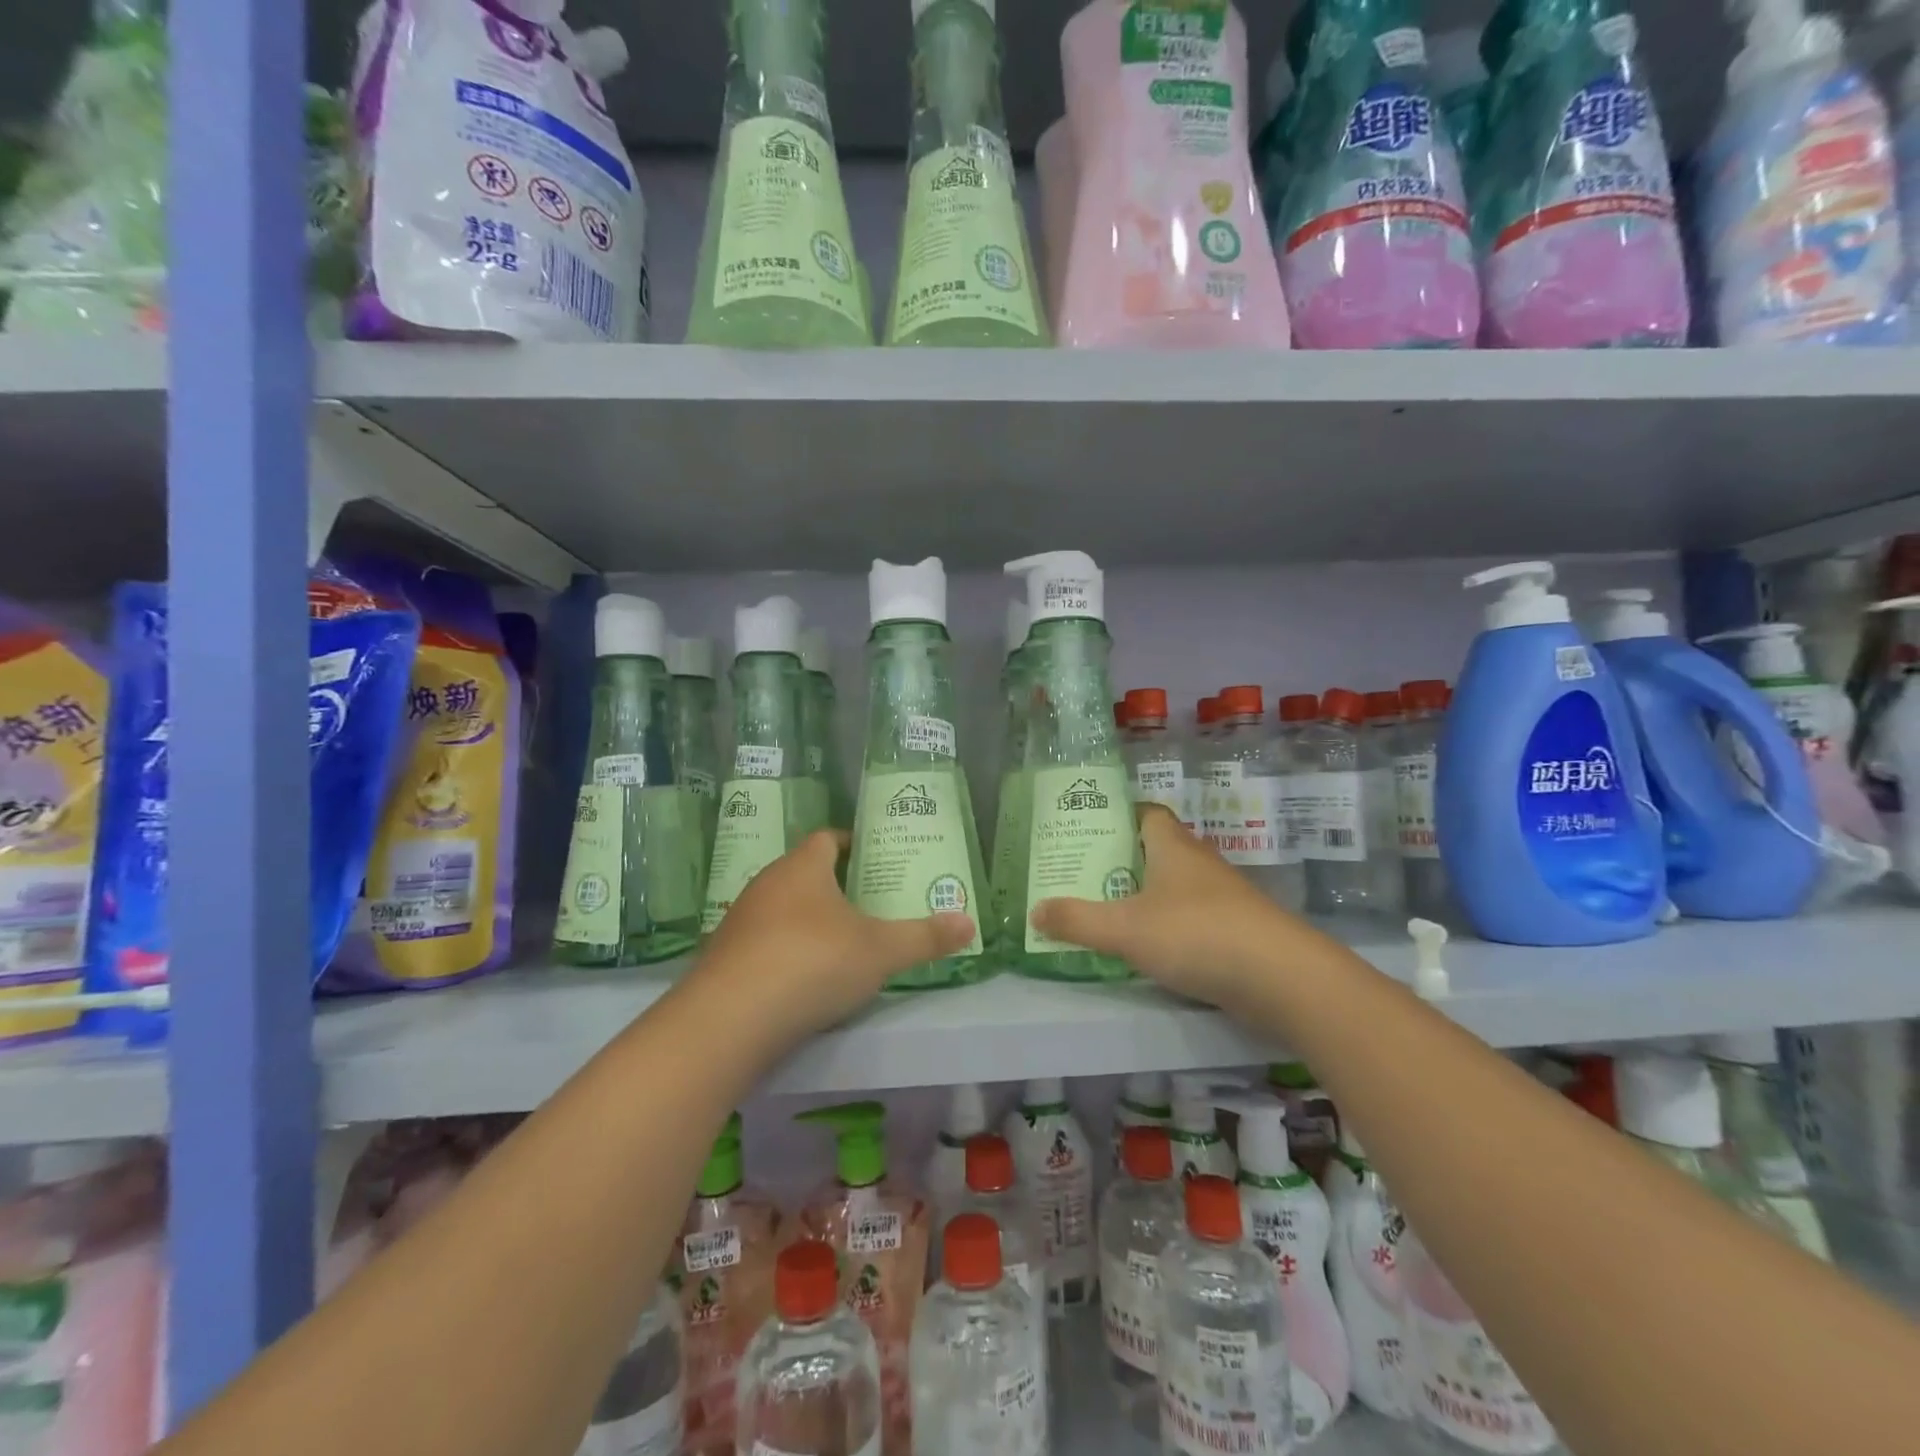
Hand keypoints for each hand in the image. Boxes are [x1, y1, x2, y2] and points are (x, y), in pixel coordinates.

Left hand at [692, 830, 974, 1038]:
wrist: (728, 1020)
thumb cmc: (812, 963)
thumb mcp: (880, 951)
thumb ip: (924, 937)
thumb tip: (969, 924)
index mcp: (802, 867)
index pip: (827, 838)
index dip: (851, 843)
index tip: (875, 857)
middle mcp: (766, 884)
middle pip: (804, 873)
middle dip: (835, 884)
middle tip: (870, 901)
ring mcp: (739, 921)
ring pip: (781, 909)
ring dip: (808, 920)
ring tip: (842, 941)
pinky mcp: (723, 959)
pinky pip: (762, 943)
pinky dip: (785, 951)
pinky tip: (803, 978)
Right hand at [1030, 805, 1301, 1005]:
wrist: (1281, 978)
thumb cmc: (1196, 934)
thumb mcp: (1124, 928)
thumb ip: (1077, 920)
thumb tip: (1035, 910)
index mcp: (1173, 846)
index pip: (1146, 814)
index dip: (1118, 817)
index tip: (1088, 832)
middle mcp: (1199, 863)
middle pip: (1157, 850)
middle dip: (1123, 860)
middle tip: (1084, 876)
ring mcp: (1223, 898)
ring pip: (1176, 886)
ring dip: (1146, 896)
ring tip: (1107, 911)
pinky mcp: (1237, 931)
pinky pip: (1193, 918)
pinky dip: (1170, 926)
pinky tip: (1150, 948)